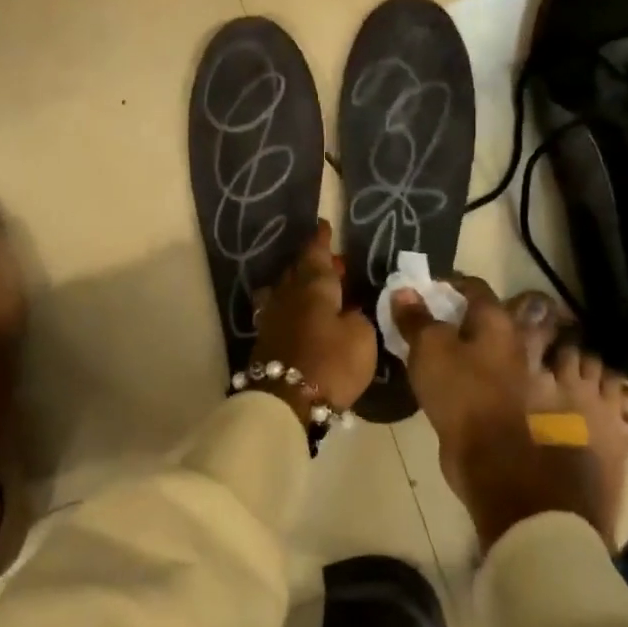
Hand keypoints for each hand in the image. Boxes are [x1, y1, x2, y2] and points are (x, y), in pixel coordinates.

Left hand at [250, 221, 377, 418]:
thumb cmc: (331, 362)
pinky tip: (302, 316)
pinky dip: (292, 308)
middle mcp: (288, 294)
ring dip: (300, 285)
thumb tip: (348, 309)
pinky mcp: (265, 339)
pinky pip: (280, 311)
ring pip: (285, 290)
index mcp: (312, 285)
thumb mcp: (362, 336)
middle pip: (298, 270)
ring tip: (317, 291)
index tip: (323, 225)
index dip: (321, 240)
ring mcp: (272, 316)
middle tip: (334, 264)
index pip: (316, 253)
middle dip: (314, 263)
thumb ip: (357, 315)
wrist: (285, 401)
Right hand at [391, 278, 616, 552]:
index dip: (460, 288)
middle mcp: (549, 347)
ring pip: (585, 353)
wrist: (527, 494)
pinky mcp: (614, 424)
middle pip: (543, 315)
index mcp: (503, 331)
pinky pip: (623, 396)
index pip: (479, 292)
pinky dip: (611, 393)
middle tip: (514, 332)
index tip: (447, 294)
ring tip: (559, 368)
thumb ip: (418, 325)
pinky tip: (598, 399)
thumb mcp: (430, 369)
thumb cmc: (470, 424)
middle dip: (530, 317)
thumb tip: (405, 289)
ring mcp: (587, 385)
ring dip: (572, 355)